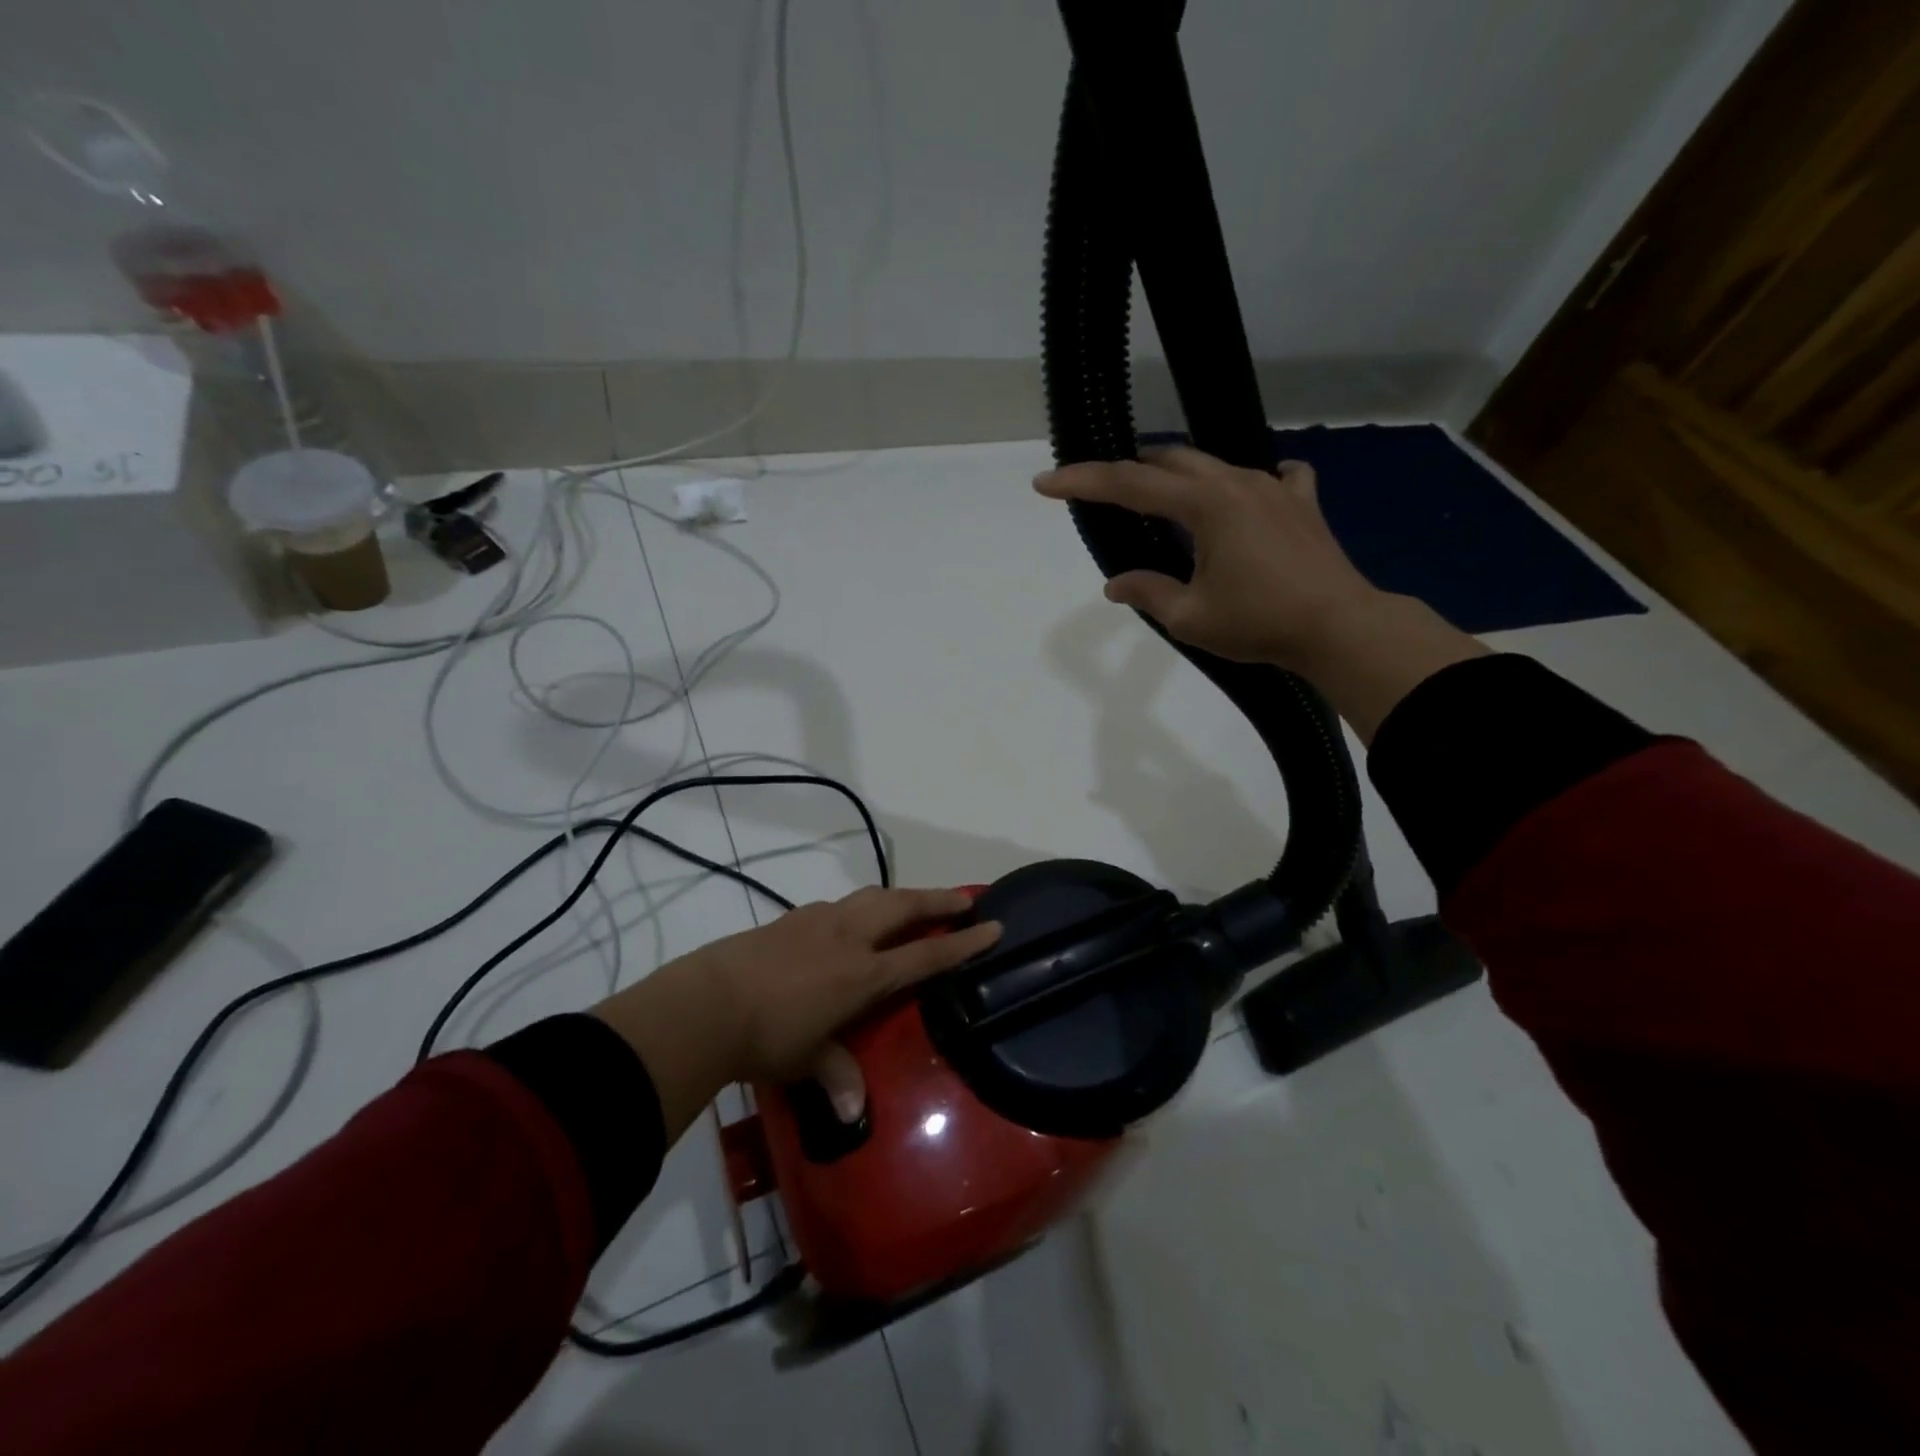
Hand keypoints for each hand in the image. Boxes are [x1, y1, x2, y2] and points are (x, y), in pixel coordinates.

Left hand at [594, 888, 1001, 1139]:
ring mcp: (820, 920)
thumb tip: (854, 1115)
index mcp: (863, 973)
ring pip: (873, 897)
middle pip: (904, 907)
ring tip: (915, 901)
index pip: (925, 953)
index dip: (962, 942)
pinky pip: (841, 905)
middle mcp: (849, 937)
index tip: (993, 926)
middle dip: (938, 900)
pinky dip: (863, 906)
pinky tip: (855, 919)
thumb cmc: (766, 1037)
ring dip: (901, 897)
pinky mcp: (793, 917)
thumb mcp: (807, 1060)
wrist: (707, 1002)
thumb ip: (836, 1077)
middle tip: (964, 899)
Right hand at [1034, 445, 1486, 739]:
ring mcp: (1274, 486)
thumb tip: (1115, 584)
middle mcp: (1237, 482)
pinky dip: (1248, 482)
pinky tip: (1250, 496)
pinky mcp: (1301, 502)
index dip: (1083, 482)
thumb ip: (1148, 592)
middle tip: (1101, 489)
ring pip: (1214, 465)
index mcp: (1205, 505)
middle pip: (1170, 461)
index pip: (1129, 485)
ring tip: (1160, 495)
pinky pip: (1272, 476)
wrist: (1340, 627)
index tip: (1045, 483)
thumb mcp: (1190, 617)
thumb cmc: (1259, 622)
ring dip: (1179, 474)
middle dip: (1128, 470)